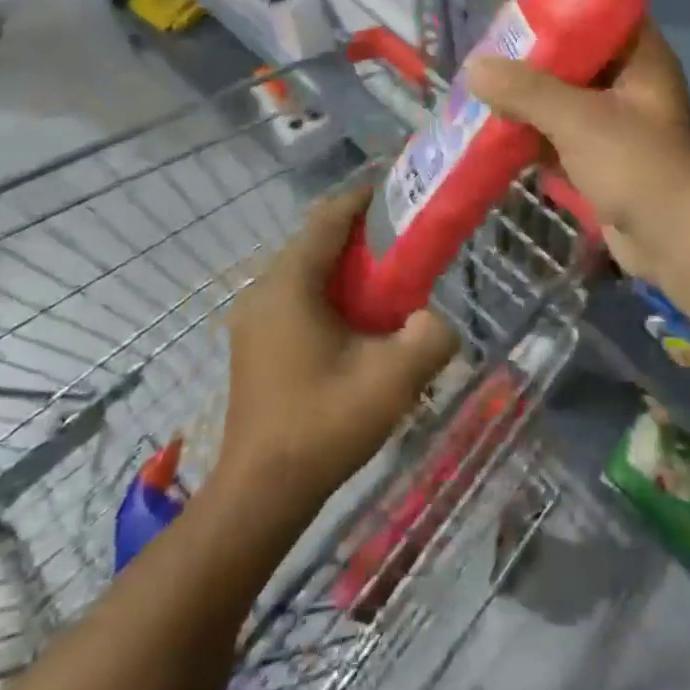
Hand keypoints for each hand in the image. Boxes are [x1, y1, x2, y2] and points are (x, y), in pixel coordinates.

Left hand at [219, 185, 459, 511]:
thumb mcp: (392, 380)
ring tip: (388, 278)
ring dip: (345, 264)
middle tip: (405, 242)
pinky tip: (357, 318)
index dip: (365, 198)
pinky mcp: (255, 342)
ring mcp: (254, 317)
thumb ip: (430, 337)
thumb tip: (435, 320)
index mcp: (290, 284)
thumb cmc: (323, 426)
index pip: (329, 218)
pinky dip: (328, 289)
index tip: (401, 195)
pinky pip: (296, 294)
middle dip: (360, 233)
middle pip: (316, 239)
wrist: (261, 495)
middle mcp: (264, 290)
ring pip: (305, 268)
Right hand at [467, 20, 689, 286]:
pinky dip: (533, 131)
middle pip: (575, 56)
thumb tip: (474, 67)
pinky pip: (561, 132)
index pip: (600, 12)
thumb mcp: (578, 119)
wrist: (677, 244)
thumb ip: (526, 90)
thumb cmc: (637, 166)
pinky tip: (494, 128)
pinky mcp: (602, 156)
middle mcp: (630, 82)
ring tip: (480, 86)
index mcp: (640, 56)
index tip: (516, 8)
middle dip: (532, 57)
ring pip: (564, 97)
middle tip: (487, 50)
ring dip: (527, 97)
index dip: (561, 6)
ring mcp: (616, 121)